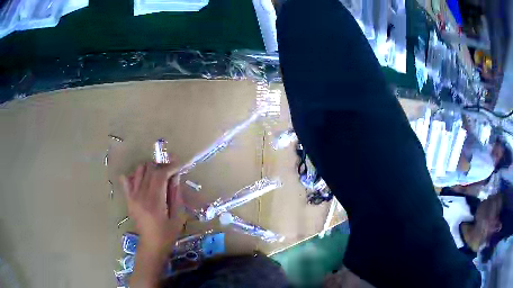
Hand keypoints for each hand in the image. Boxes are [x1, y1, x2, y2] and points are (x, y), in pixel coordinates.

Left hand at [120, 160, 186, 253]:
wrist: (151, 245)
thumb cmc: (167, 234)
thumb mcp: (178, 217)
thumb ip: (176, 195)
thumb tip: (176, 176)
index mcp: (154, 202)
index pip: (160, 175)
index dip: (170, 167)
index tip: (179, 166)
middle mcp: (141, 196)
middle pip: (150, 170)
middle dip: (162, 166)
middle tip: (171, 172)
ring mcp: (132, 196)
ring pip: (139, 171)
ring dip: (150, 169)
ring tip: (158, 176)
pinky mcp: (128, 199)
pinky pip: (126, 180)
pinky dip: (135, 175)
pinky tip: (143, 181)